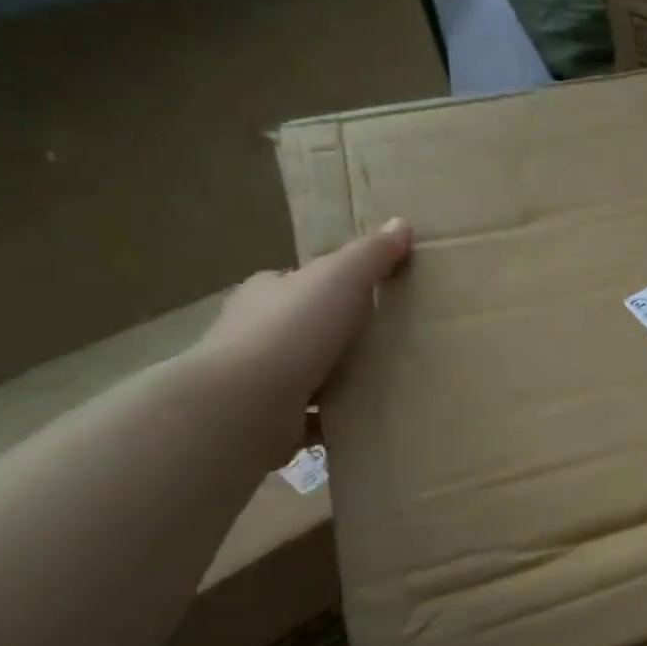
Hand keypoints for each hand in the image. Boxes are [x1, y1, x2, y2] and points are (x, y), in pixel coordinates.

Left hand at [189, 219, 411, 459]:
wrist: (245, 405)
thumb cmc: (292, 330)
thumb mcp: (341, 279)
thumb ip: (371, 255)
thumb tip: (400, 223)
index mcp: (267, 293)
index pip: (297, 282)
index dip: (329, 286)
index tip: (368, 297)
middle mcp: (255, 333)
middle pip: (304, 328)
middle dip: (337, 335)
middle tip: (385, 342)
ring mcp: (259, 379)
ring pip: (307, 374)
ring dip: (337, 379)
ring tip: (384, 384)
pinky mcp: (268, 420)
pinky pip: (310, 417)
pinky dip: (332, 419)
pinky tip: (364, 422)